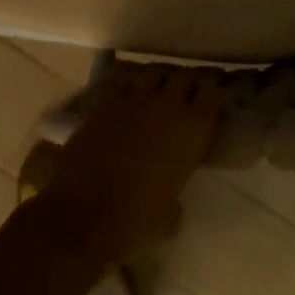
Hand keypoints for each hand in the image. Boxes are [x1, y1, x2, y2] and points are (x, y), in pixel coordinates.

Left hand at [38, 64, 220, 267]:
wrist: (82, 216)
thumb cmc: (135, 220)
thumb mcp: (169, 215)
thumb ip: (176, 201)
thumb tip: (173, 206)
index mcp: (194, 129)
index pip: (212, 91)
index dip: (212, 93)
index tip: (210, 100)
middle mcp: (168, 105)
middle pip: (184, 76)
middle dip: (185, 84)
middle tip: (183, 97)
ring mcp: (134, 100)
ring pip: (152, 74)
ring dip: (156, 83)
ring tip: (153, 94)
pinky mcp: (103, 104)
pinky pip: (120, 84)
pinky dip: (125, 89)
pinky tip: (123, 100)